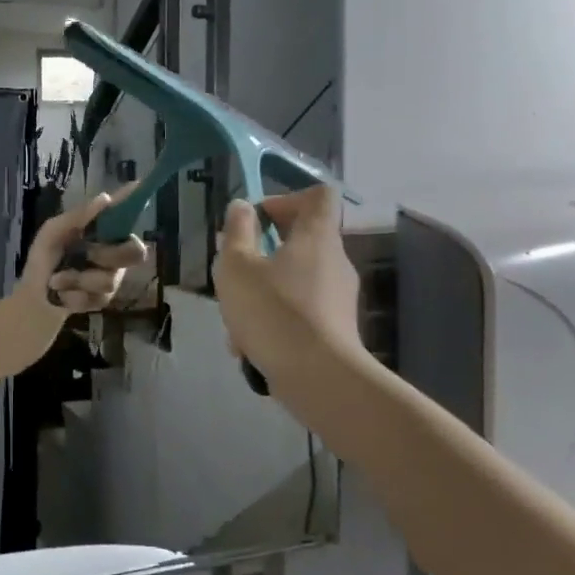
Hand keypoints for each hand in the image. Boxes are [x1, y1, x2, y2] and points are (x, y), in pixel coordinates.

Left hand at [24, 189, 147, 312]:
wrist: (34, 296)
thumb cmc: (44, 259)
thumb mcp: (52, 233)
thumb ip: (77, 217)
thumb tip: (105, 198)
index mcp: (102, 232)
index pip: (125, 214)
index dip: (135, 202)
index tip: (139, 186)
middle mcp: (114, 252)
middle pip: (136, 252)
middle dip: (108, 255)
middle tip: (87, 255)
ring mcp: (111, 277)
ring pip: (108, 280)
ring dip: (76, 279)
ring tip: (56, 280)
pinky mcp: (104, 301)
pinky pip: (95, 298)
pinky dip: (72, 296)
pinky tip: (61, 294)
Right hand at [212, 187, 363, 383]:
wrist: (319, 379)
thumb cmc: (274, 312)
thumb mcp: (236, 267)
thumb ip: (237, 232)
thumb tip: (242, 207)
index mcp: (317, 236)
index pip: (318, 195)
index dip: (286, 199)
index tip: (257, 221)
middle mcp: (335, 261)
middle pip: (301, 240)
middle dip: (262, 254)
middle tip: (235, 272)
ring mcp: (339, 297)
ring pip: (294, 281)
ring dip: (263, 293)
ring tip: (235, 321)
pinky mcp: (336, 329)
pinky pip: (300, 313)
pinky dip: (275, 321)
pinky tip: (249, 347)